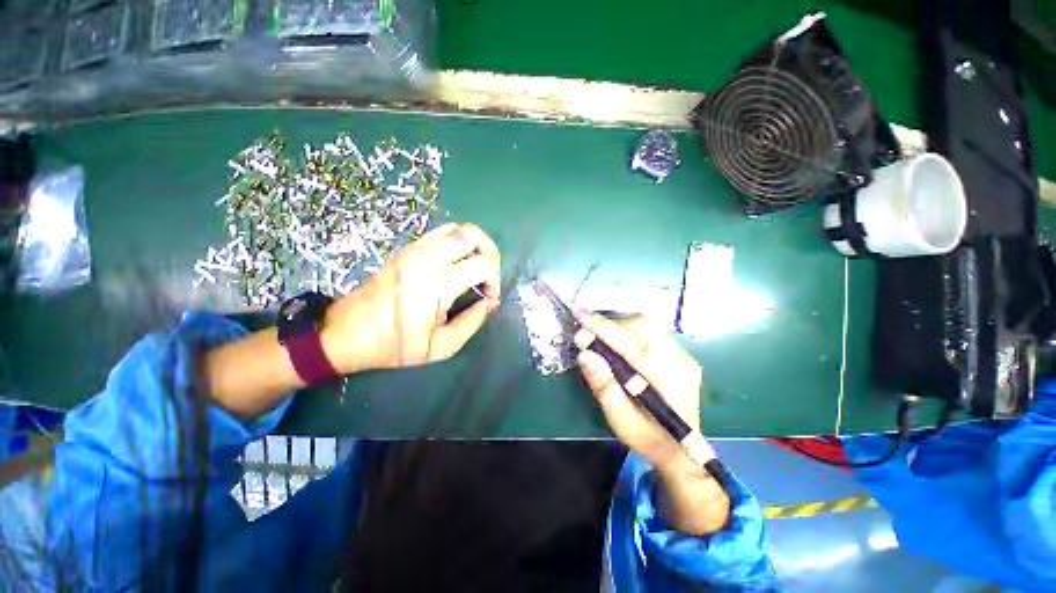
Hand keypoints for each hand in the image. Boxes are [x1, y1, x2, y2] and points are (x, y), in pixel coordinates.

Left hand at [321, 223, 500, 372]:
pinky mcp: (406, 248)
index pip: (484, 264)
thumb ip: (472, 322)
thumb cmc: (395, 344)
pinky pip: (441, 232)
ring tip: (475, 266)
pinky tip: (455, 262)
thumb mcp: (441, 346)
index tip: (489, 298)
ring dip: (474, 244)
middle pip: (473, 234)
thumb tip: (489, 303)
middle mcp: (428, 258)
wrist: (347, 332)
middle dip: (490, 253)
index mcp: (438, 283)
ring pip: (458, 228)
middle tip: (488, 275)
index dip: (495, 280)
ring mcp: (415, 249)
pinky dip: (457, 241)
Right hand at [576, 312, 729, 534]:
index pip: (631, 346)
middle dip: (611, 325)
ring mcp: (685, 357)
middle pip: (642, 328)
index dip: (603, 329)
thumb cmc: (646, 437)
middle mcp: (680, 363)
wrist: (680, 449)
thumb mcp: (619, 418)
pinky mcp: (682, 355)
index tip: (579, 315)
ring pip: (648, 326)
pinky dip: (631, 331)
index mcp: (667, 383)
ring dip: (620, 327)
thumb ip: (603, 385)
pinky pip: (653, 332)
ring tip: (600, 336)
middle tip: (587, 332)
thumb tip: (584, 354)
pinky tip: (619, 342)